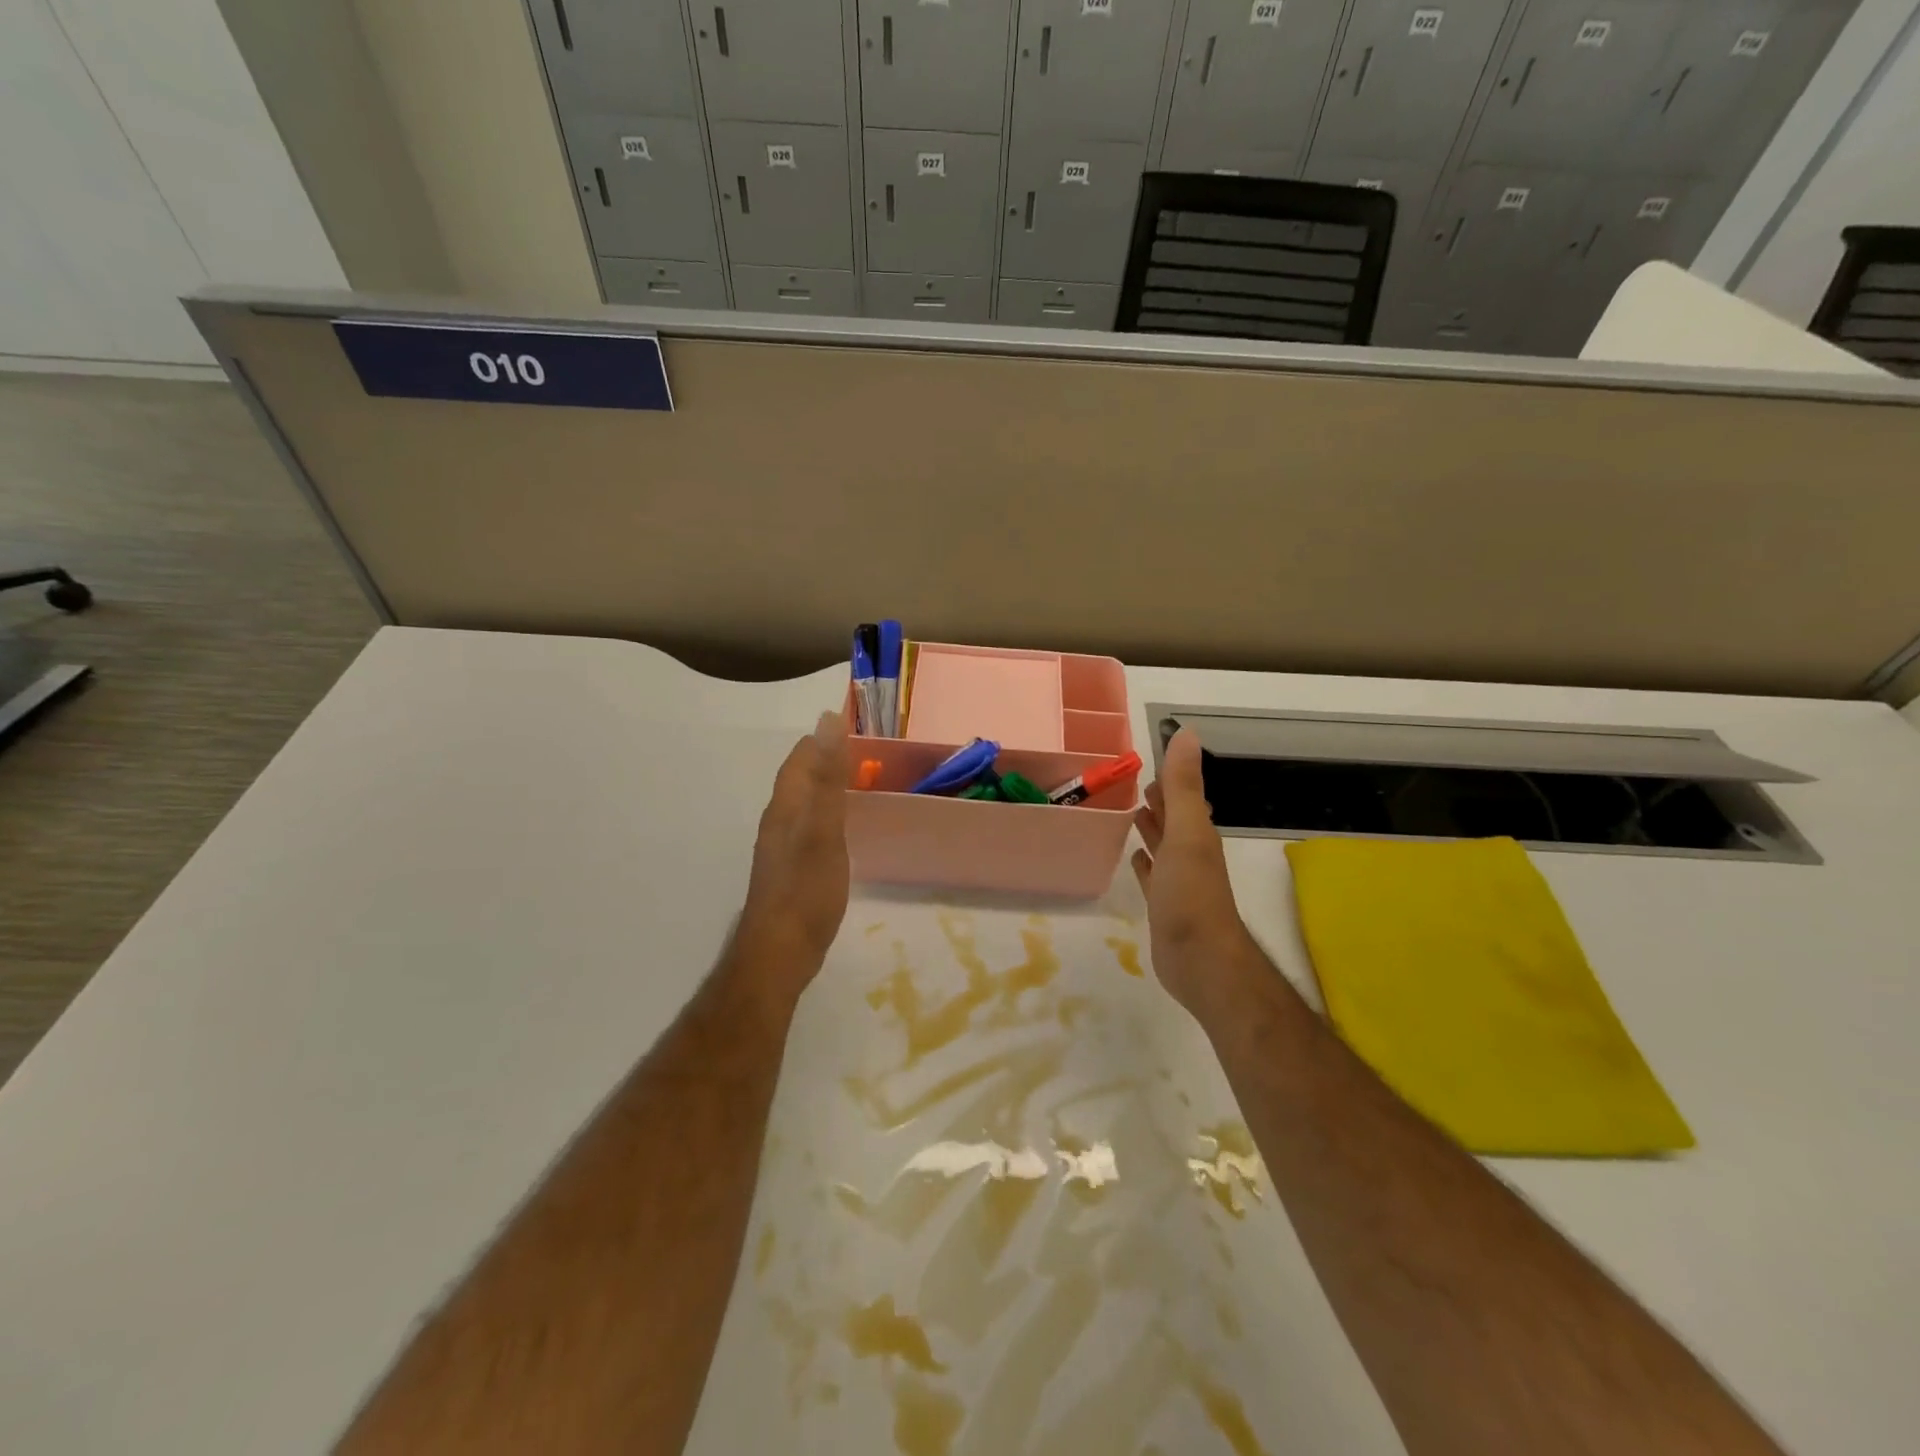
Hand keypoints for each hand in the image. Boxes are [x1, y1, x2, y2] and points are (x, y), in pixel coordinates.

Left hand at [735, 711, 851, 997]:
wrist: (779, 953)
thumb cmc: (806, 891)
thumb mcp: (825, 830)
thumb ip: (828, 778)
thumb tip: (827, 722)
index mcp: (786, 807)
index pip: (800, 759)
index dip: (822, 740)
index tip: (851, 727)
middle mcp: (778, 821)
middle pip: (798, 778)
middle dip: (823, 759)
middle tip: (858, 752)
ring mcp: (780, 848)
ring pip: (800, 803)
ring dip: (822, 786)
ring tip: (851, 782)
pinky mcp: (788, 870)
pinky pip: (806, 826)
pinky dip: (823, 814)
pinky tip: (836, 828)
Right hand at [1131, 728, 1255, 1014]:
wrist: (1200, 960)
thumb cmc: (1190, 893)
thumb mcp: (1186, 832)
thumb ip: (1183, 785)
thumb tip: (1186, 733)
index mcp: (1196, 833)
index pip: (1183, 796)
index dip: (1170, 779)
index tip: (1150, 760)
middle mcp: (1190, 853)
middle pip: (1174, 819)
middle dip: (1159, 801)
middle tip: (1136, 783)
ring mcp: (1178, 881)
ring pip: (1164, 846)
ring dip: (1151, 829)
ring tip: (1132, 812)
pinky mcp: (1165, 905)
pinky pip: (1153, 876)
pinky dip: (1145, 863)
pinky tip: (1136, 858)